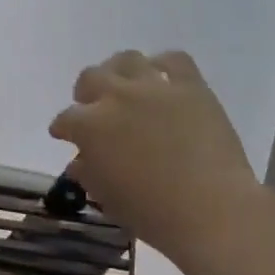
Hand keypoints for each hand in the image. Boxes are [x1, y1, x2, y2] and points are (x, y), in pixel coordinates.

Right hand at [49, 51, 260, 274]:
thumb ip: (89, 174)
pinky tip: (163, 79)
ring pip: (127, 60)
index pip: (66, 119)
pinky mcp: (190, 85)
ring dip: (119, 72)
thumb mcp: (108, 199)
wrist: (211, 209)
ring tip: (125, 87)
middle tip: (94, 107)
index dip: (63, 128)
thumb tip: (79, 162)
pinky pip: (174, 60)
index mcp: (90, 126)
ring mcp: (154, 86)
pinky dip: (164, 65)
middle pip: (91, 77)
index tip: (65, 135)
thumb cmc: (153, 214)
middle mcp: (116, 96)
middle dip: (86, 93)